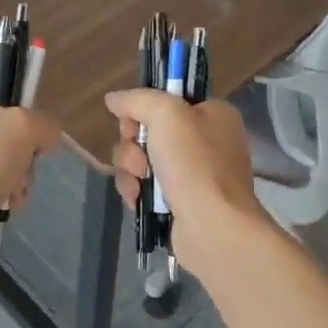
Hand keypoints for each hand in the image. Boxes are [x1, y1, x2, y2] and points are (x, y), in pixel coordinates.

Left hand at [0, 90, 58, 207]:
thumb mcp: (25, 127)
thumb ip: (44, 125)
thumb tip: (48, 136)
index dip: (21, 114)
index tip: (31, 135)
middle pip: (2, 136)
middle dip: (21, 158)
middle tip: (24, 170)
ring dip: (15, 180)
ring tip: (15, 194)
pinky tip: (5, 205)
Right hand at [104, 89, 274, 273]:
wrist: (213, 228)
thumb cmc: (195, 164)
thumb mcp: (166, 114)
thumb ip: (137, 100)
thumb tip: (113, 99)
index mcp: (213, 115)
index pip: (167, 99)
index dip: (143, 109)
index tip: (132, 122)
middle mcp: (207, 141)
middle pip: (149, 130)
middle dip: (133, 144)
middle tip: (139, 159)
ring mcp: (194, 174)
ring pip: (143, 159)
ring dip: (130, 168)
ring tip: (139, 182)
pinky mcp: (181, 202)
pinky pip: (146, 186)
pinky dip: (136, 190)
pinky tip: (137, 199)